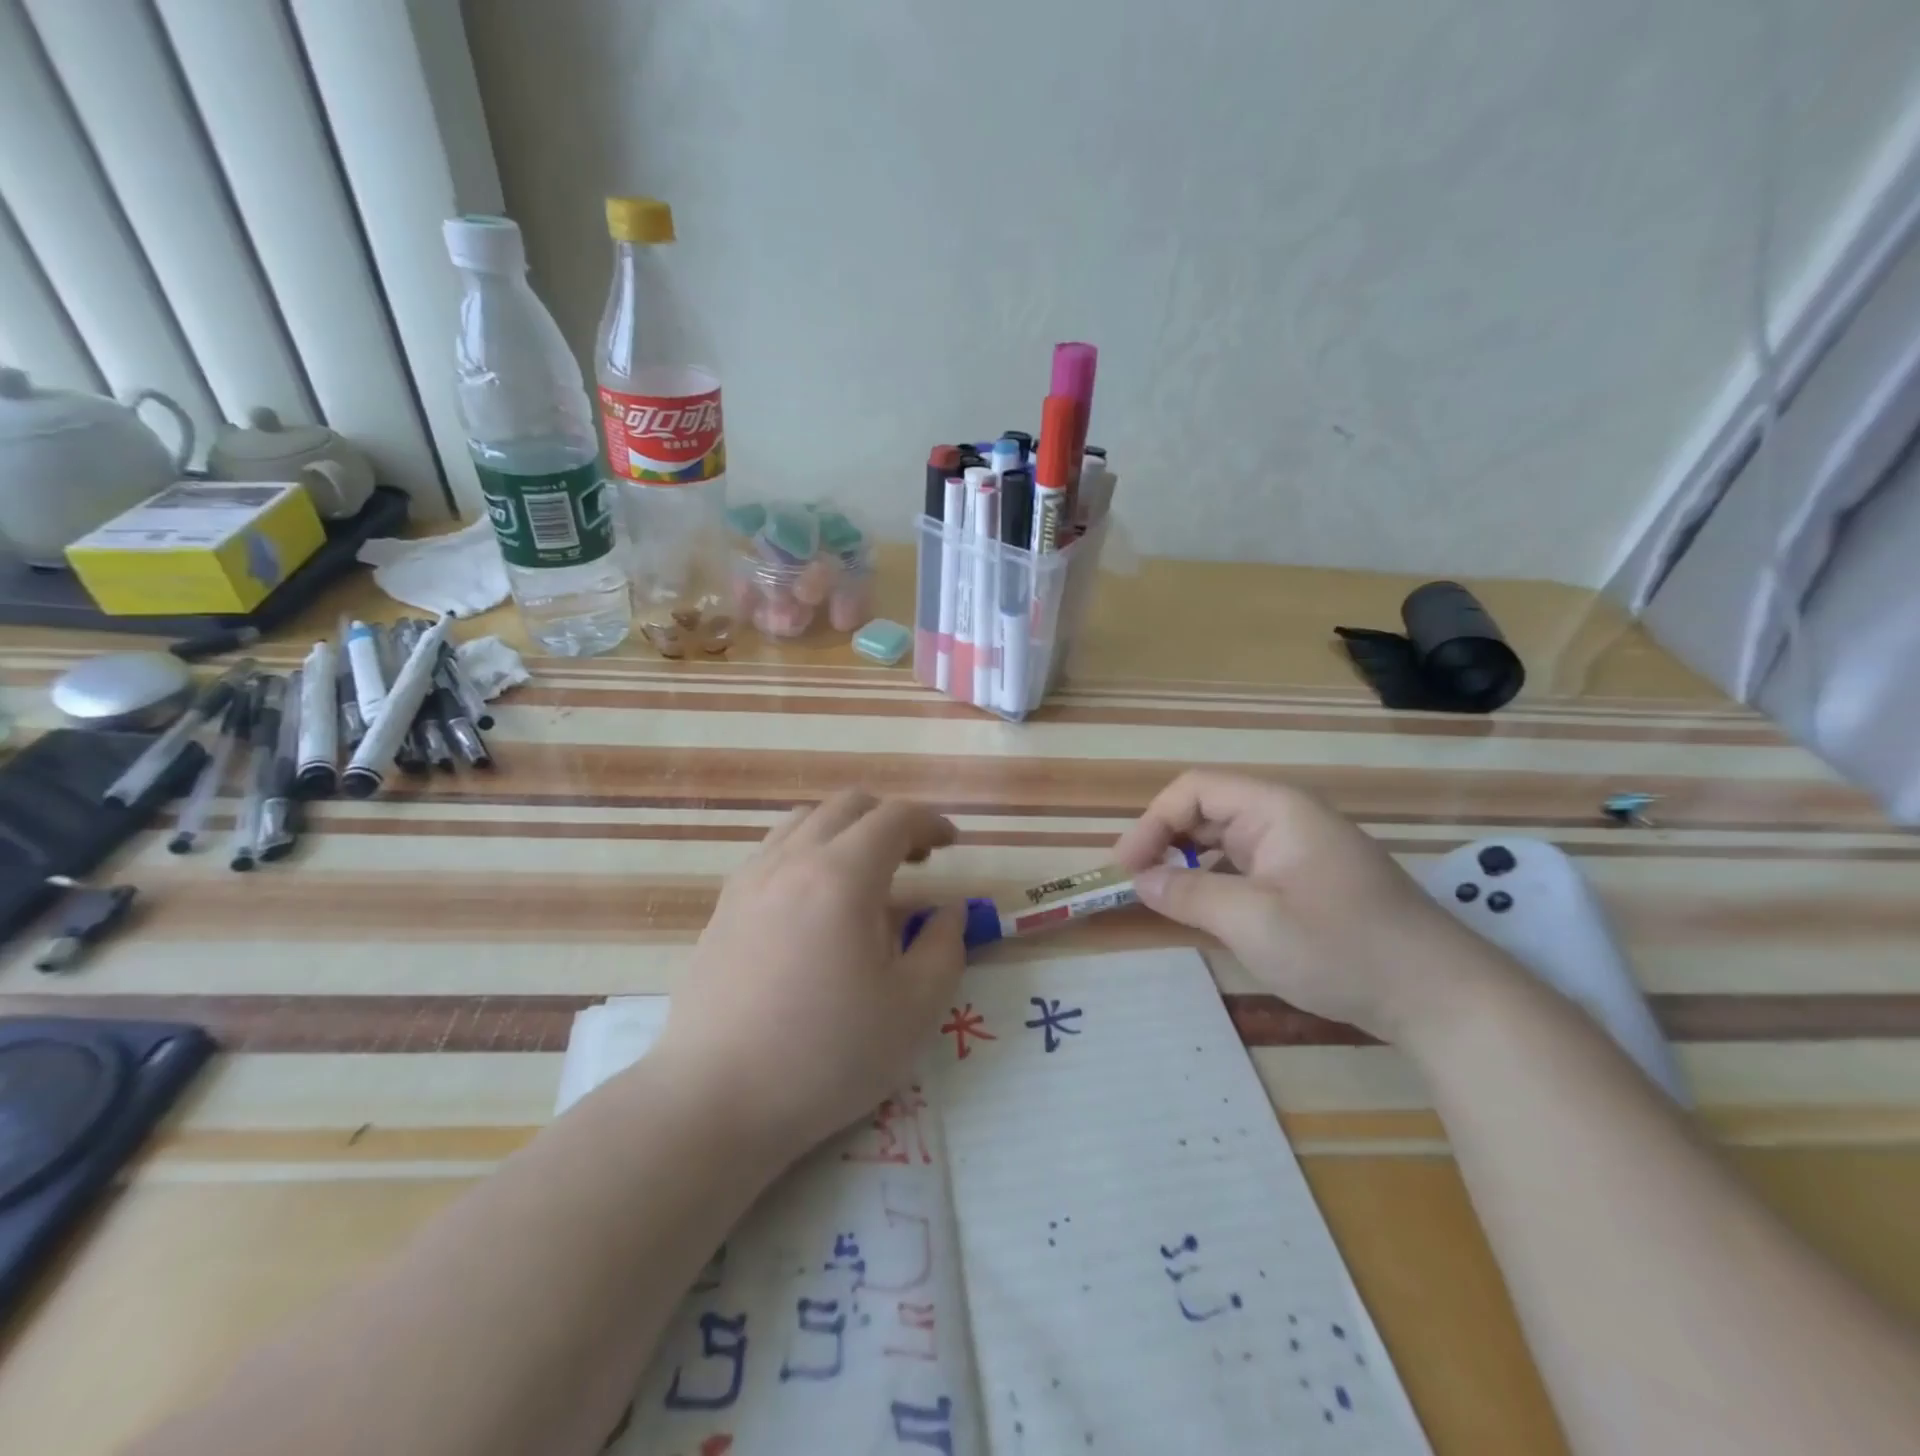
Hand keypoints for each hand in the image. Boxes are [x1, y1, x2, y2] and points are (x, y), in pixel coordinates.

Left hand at [652, 791, 965, 1160]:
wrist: (715, 1100)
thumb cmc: (826, 1056)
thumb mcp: (913, 1009)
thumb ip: (945, 947)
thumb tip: (949, 911)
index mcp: (842, 877)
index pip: (894, 818)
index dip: (930, 822)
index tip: (951, 843)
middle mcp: (791, 860)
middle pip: (847, 806)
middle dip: (890, 819)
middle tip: (916, 857)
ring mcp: (750, 880)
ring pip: (805, 821)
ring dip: (846, 831)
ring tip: (866, 875)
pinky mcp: (724, 907)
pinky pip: (774, 851)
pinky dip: (809, 852)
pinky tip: (816, 902)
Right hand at [1113, 770, 1507, 1042]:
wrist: (1441, 997)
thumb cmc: (1341, 946)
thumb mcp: (1252, 921)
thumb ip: (1188, 893)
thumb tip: (1139, 879)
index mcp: (1276, 808)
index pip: (1195, 790)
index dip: (1152, 822)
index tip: (1126, 868)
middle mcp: (1286, 819)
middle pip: (1207, 811)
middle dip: (1165, 841)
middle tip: (1135, 884)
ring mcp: (1300, 851)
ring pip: (1225, 842)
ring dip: (1188, 864)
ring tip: (1161, 898)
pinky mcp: (1308, 882)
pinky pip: (1247, 868)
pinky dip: (1216, 883)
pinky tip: (1205, 912)